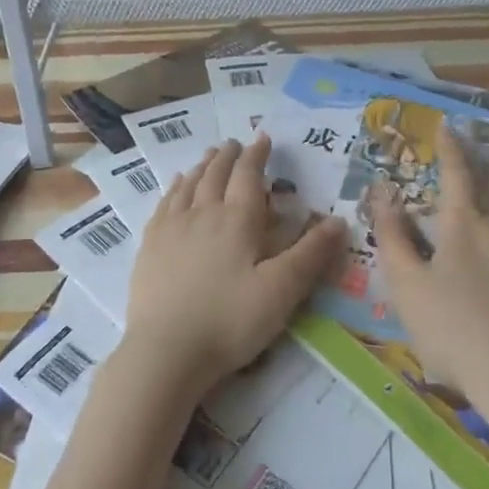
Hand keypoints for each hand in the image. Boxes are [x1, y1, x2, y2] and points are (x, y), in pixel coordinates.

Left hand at [123, 137, 347, 398]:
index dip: (257, 155)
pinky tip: (176, 186)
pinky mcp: (150, 246)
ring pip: (188, 185)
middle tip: (234, 143)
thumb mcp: (281, 291)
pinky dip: (174, 187)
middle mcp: (202, 213)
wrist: (166, 350)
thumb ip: (310, 254)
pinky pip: (164, 204)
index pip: (248, 175)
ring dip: (202, 166)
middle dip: (227, 156)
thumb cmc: (230, 321)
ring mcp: (171, 228)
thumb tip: (338, 220)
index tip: (263, 138)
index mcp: (237, 220)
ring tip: (208, 156)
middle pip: (215, 174)